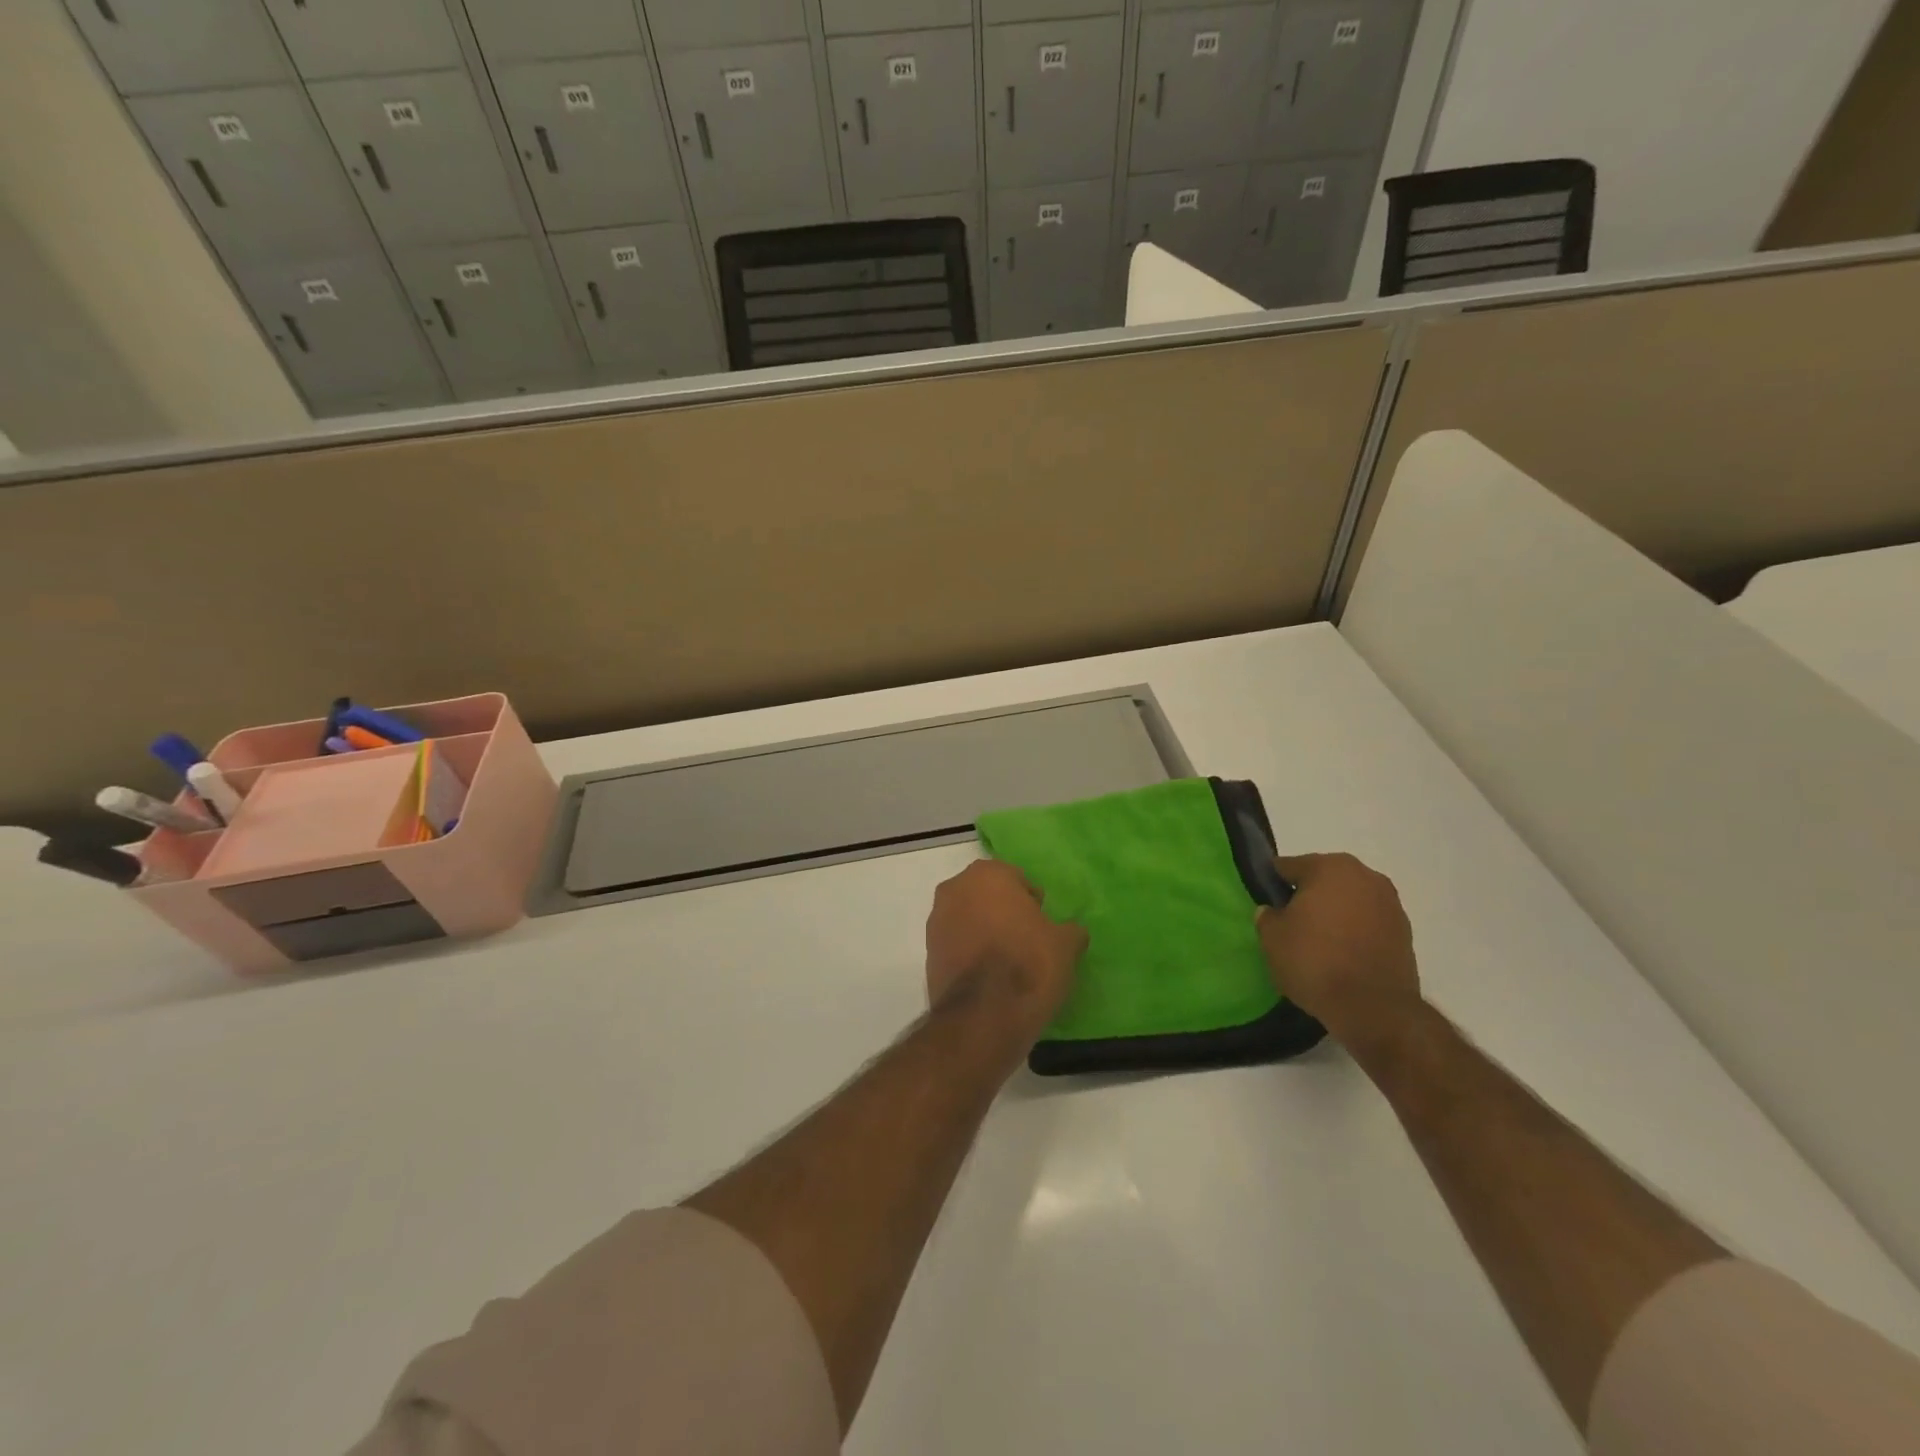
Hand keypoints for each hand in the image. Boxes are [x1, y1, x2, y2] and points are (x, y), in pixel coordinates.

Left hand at [925, 861, 1086, 1052]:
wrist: (982, 1016)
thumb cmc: (1028, 965)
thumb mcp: (1065, 945)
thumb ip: (1069, 930)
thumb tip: (1071, 931)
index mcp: (988, 874)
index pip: (1016, 879)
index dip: (1031, 901)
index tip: (1042, 924)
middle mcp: (955, 888)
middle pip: (987, 895)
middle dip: (1004, 911)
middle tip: (1026, 939)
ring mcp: (936, 920)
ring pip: (968, 918)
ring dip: (984, 931)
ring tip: (1007, 960)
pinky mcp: (927, 953)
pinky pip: (956, 943)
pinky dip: (969, 952)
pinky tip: (988, 976)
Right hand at [1255, 853, 1423, 1052]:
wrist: (1374, 1008)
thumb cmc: (1315, 961)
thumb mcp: (1272, 938)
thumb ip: (1268, 916)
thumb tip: (1273, 911)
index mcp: (1330, 868)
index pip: (1291, 866)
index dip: (1274, 883)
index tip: (1266, 901)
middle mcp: (1365, 876)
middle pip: (1325, 879)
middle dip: (1309, 895)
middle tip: (1291, 922)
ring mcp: (1390, 904)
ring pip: (1350, 900)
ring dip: (1335, 913)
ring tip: (1319, 941)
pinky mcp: (1405, 933)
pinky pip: (1369, 923)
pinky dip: (1355, 931)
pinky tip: (1342, 954)